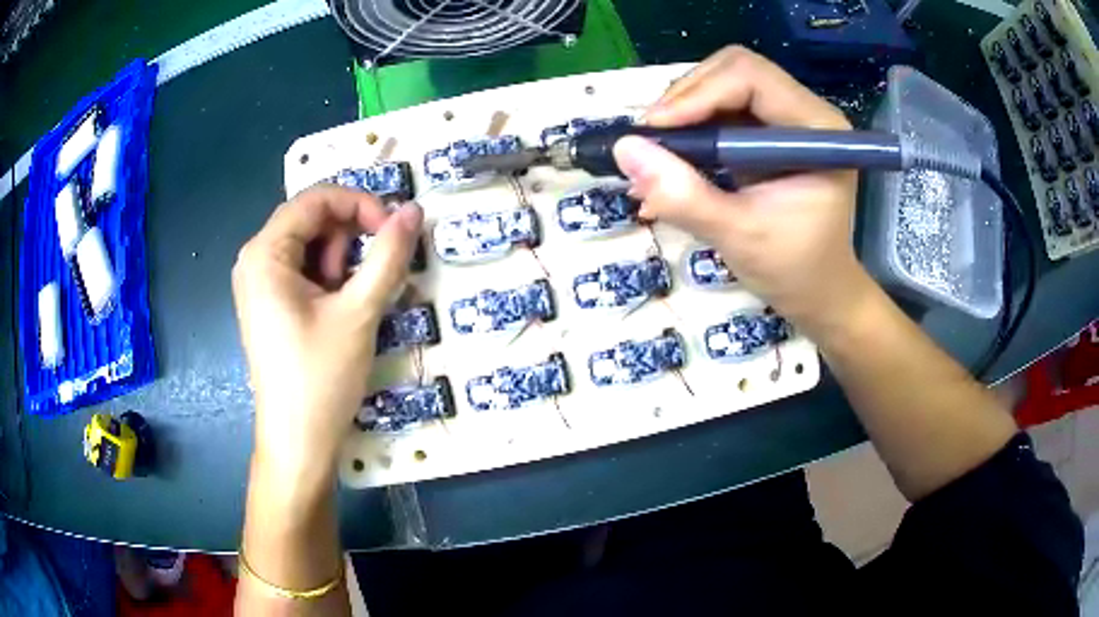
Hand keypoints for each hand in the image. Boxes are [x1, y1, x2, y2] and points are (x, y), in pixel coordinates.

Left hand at [232, 186, 421, 494]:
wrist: (298, 442)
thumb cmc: (321, 377)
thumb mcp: (359, 312)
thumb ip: (388, 256)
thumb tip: (414, 210)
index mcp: (265, 253)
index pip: (316, 199)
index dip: (360, 204)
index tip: (393, 231)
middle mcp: (255, 260)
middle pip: (312, 220)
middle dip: (349, 240)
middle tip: (371, 278)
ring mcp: (259, 284)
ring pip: (310, 246)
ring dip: (341, 263)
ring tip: (353, 305)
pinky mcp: (269, 305)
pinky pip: (303, 272)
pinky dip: (329, 281)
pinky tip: (341, 312)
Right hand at [613, 46, 871, 334]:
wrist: (818, 292)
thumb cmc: (794, 270)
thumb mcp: (738, 236)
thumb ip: (685, 196)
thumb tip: (625, 149)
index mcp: (817, 128)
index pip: (751, 77)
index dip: (697, 94)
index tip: (653, 132)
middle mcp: (804, 111)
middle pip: (733, 70)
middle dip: (685, 99)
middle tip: (651, 142)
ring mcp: (785, 118)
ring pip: (721, 84)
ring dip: (682, 113)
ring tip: (656, 156)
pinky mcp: (767, 131)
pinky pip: (719, 109)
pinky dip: (689, 128)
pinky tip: (670, 160)